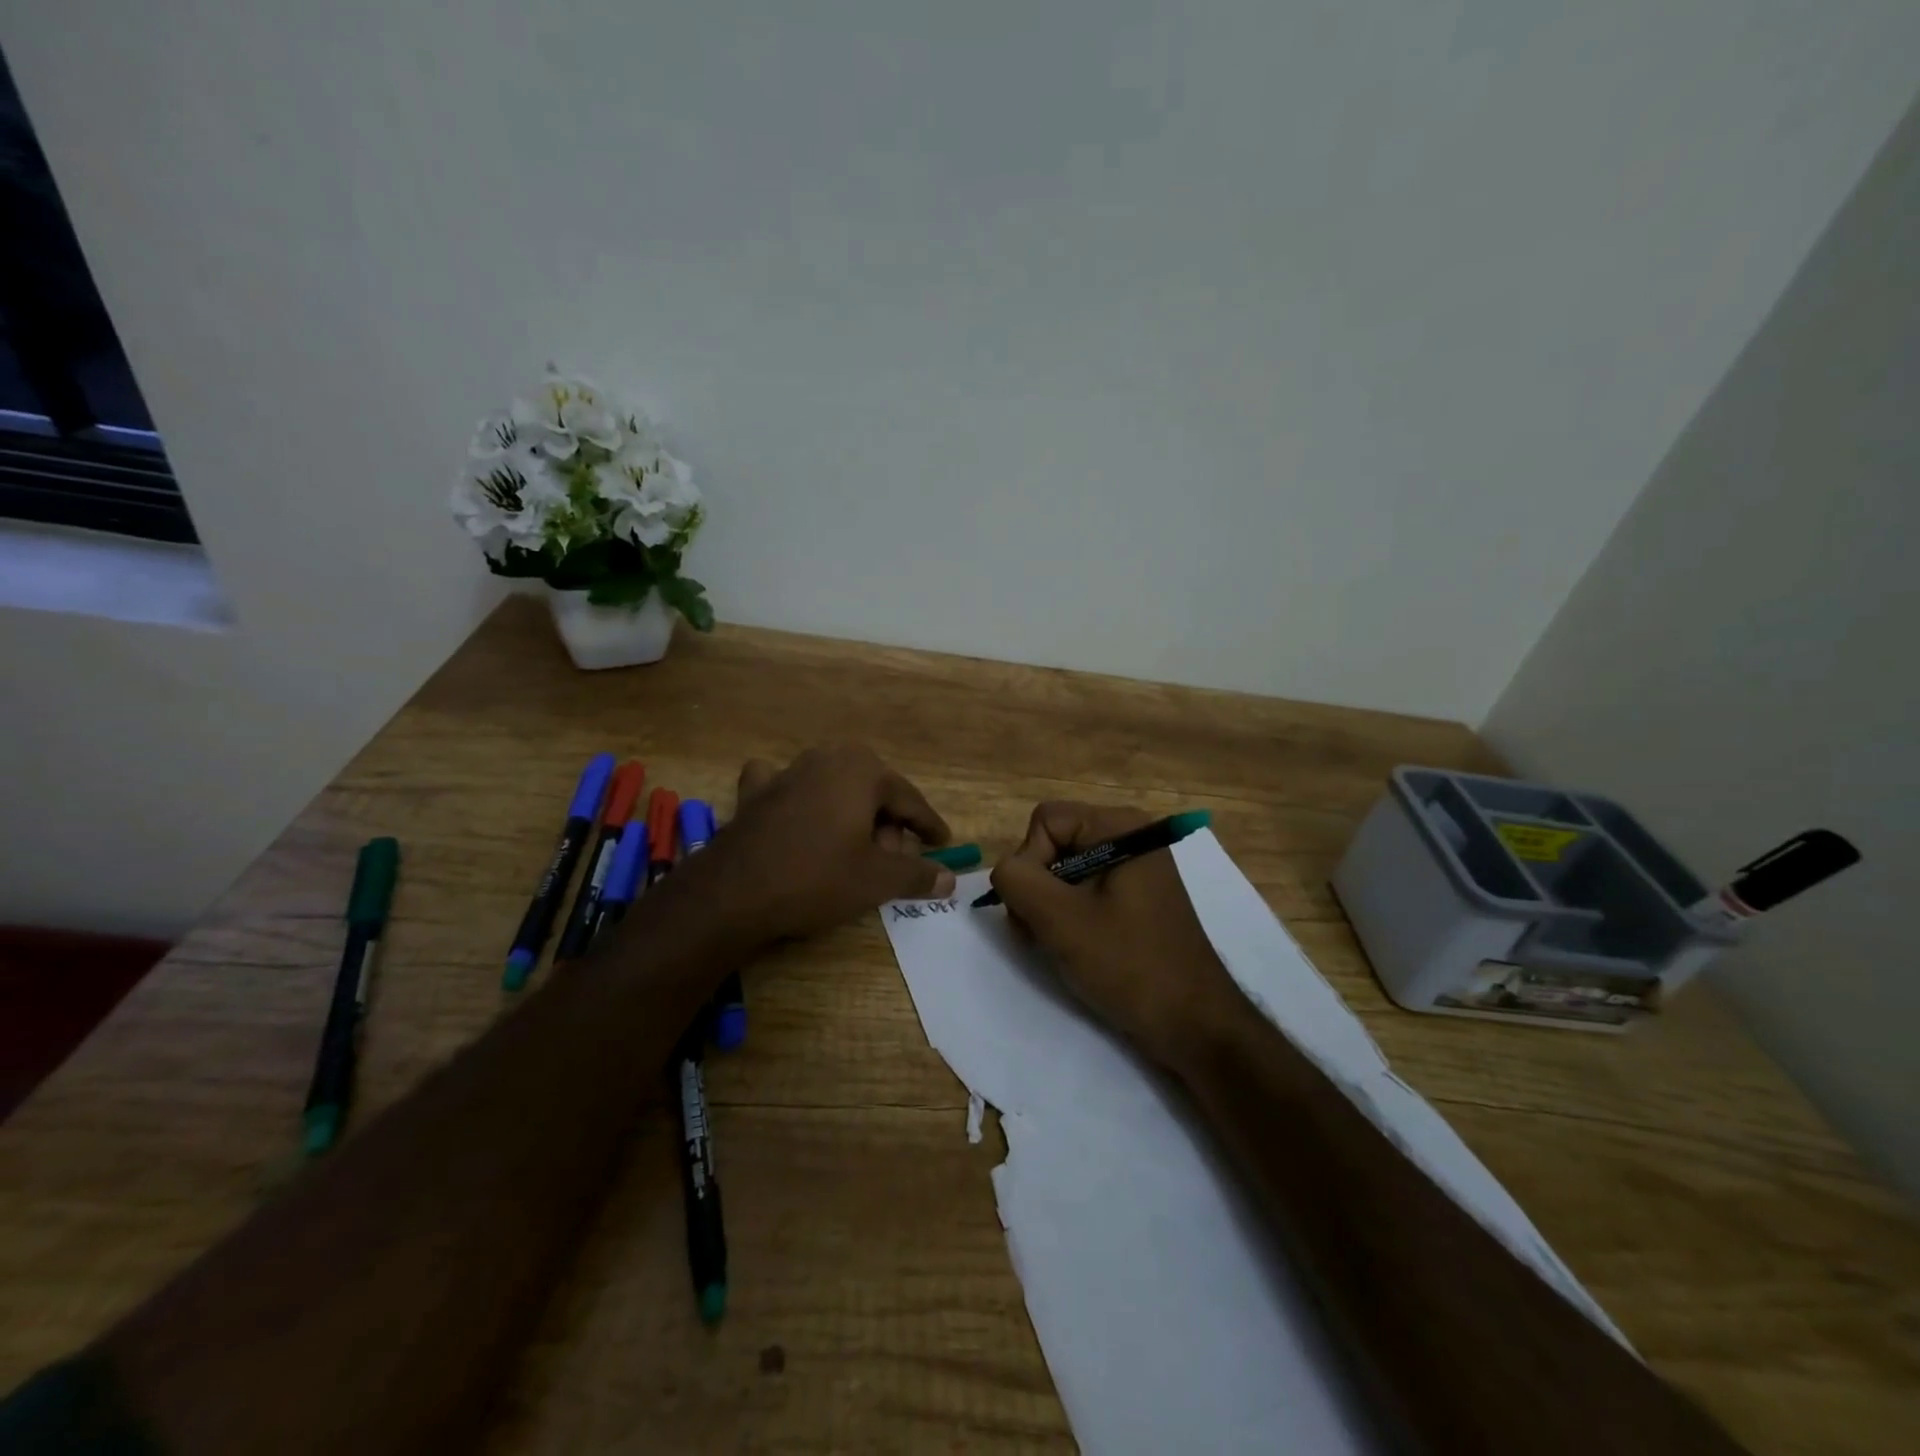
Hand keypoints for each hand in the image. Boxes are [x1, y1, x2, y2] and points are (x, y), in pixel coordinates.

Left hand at [677, 745, 955, 946]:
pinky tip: (795, 813)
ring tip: (853, 850)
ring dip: (849, 814)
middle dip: (887, 824)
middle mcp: (826, 758)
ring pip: (834, 788)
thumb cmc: (817, 877)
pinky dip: (797, 798)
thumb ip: (918, 874)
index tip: (943, 843)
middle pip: (872, 791)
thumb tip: (950, 879)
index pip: (909, 799)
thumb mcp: (877, 879)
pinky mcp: (755, 793)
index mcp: (862, 770)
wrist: (734, 891)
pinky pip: (787, 788)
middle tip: (892, 860)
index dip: (928, 825)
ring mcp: (787, 772)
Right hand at [989, 802, 1243, 1071]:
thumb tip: (1003, 871)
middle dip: (1036, 887)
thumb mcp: (1060, 919)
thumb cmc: (1129, 964)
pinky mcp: (1134, 898)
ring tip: (1055, 945)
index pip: (1045, 821)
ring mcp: (1134, 868)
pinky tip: (1074, 947)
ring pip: (1063, 870)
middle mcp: (1129, 836)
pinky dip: (1067, 916)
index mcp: (1120, 827)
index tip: (1039, 909)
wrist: (1193, 1024)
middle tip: (1039, 933)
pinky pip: (1083, 890)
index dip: (1030, 862)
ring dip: (1047, 906)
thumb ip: (1017, 880)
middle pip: (1053, 843)